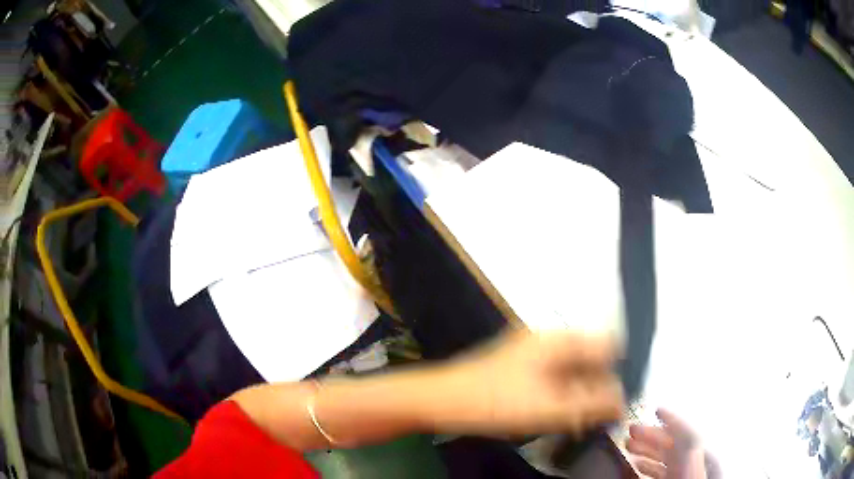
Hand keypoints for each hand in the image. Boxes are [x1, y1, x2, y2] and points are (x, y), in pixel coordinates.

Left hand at [433, 328, 623, 436]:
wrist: (441, 400)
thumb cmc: (495, 402)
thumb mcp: (549, 408)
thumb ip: (591, 405)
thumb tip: (623, 401)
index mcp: (560, 339)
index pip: (607, 345)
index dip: (617, 372)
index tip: (616, 401)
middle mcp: (550, 339)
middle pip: (590, 359)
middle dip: (597, 387)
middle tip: (595, 417)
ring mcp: (534, 352)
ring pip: (573, 371)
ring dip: (580, 394)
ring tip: (577, 420)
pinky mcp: (522, 367)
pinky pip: (555, 378)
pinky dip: (562, 395)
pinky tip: (558, 415)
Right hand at [627, 409, 707, 478]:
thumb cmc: (689, 478)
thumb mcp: (691, 473)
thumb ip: (691, 462)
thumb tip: (686, 448)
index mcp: (698, 462)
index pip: (687, 436)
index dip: (673, 421)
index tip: (656, 411)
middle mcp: (691, 465)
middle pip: (673, 445)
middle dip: (652, 436)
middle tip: (631, 431)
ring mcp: (683, 474)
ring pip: (666, 459)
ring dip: (648, 450)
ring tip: (629, 446)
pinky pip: (663, 472)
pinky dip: (649, 467)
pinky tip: (637, 466)